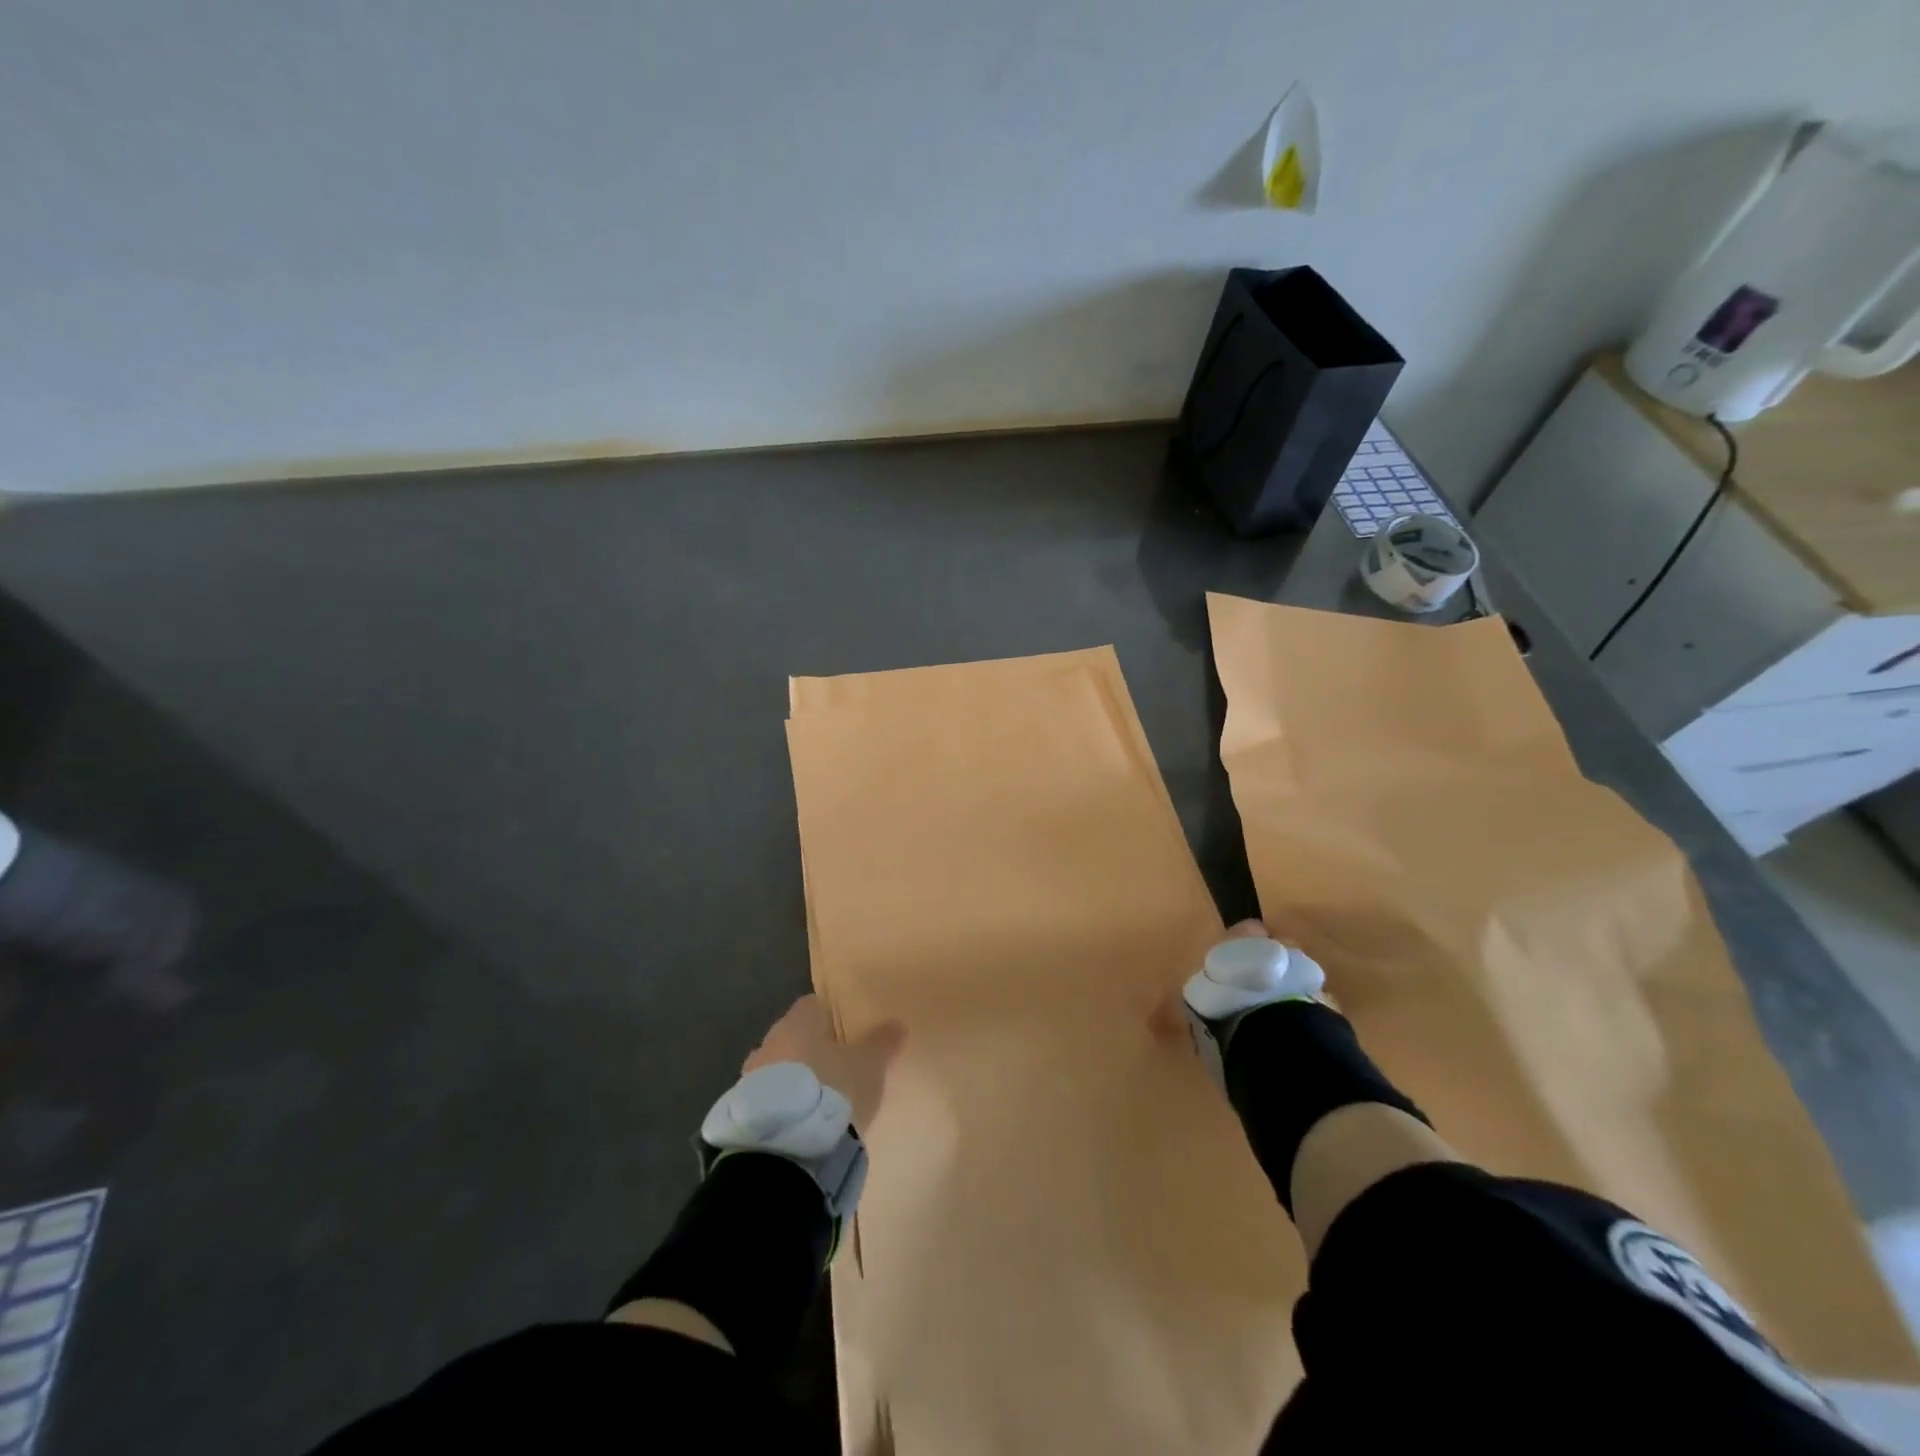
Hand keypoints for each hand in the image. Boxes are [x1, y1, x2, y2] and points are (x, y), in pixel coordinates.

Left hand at [743, 994, 906, 1129]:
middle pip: (795, 1037)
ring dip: (797, 1080)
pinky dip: (785, 1105)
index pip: (813, 1005)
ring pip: (780, 1069)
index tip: (850, 1033)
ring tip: (822, 1100)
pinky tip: (803, 1122)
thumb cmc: (832, 1091)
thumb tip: (897, 1024)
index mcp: (797, 1022)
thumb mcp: (870, 1065)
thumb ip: (884, 1042)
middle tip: (839, 1068)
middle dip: (813, 1050)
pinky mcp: (744, 1113)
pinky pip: (770, 1099)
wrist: (786, 1150)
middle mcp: (769, 1042)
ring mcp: (751, 1078)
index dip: (832, 1017)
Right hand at [1150, 919, 1336, 1042]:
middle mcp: (1279, 949)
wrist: (1278, 1040)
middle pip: (1275, 950)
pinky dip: (1302, 1016)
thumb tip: (1151, 1022)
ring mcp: (1307, 976)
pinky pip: (1313, 1006)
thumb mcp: (1186, 1011)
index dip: (1238, 947)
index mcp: (1244, 939)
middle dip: (1265, 967)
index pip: (1245, 930)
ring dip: (1286, 991)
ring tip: (1272, 1019)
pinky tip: (1290, 1036)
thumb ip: (1172, 1013)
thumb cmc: (1224, 1008)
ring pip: (1296, 976)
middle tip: (1250, 993)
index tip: (1229, 967)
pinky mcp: (1329, 1008)